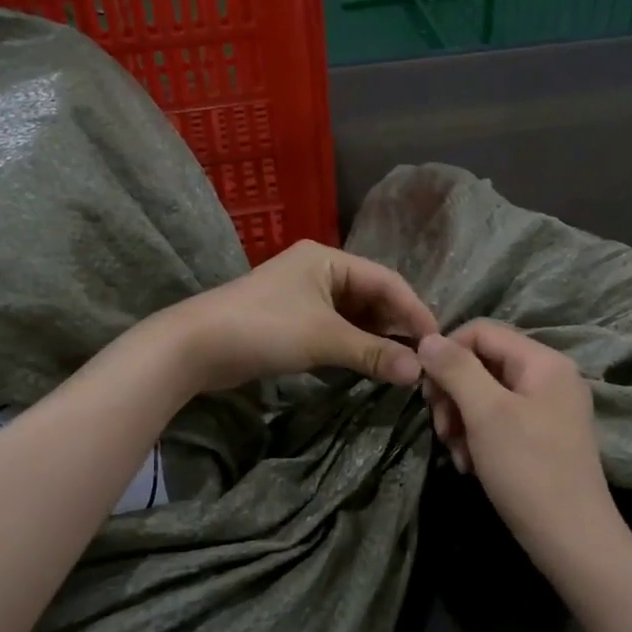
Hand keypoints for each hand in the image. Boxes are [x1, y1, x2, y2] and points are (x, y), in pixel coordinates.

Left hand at [160, 241, 438, 393]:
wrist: (195, 347)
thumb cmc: (264, 328)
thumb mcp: (324, 339)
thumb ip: (373, 353)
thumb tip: (419, 373)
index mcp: (328, 259)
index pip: (387, 280)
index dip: (414, 310)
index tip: (437, 341)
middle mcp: (319, 270)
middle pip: (372, 296)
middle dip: (396, 326)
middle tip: (422, 358)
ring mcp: (304, 295)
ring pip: (354, 315)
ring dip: (375, 338)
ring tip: (402, 365)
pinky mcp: (291, 320)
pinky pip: (335, 329)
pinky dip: (353, 345)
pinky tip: (369, 365)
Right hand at [417, 321, 616, 562]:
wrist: (573, 541)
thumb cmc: (528, 469)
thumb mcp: (486, 413)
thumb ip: (456, 369)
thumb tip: (428, 338)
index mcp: (543, 362)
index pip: (482, 332)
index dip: (447, 352)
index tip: (426, 390)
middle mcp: (549, 378)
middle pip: (482, 364)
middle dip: (453, 393)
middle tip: (441, 428)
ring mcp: (548, 410)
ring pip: (486, 396)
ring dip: (461, 421)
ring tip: (456, 454)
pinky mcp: (541, 438)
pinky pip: (499, 422)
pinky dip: (478, 439)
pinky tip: (470, 465)